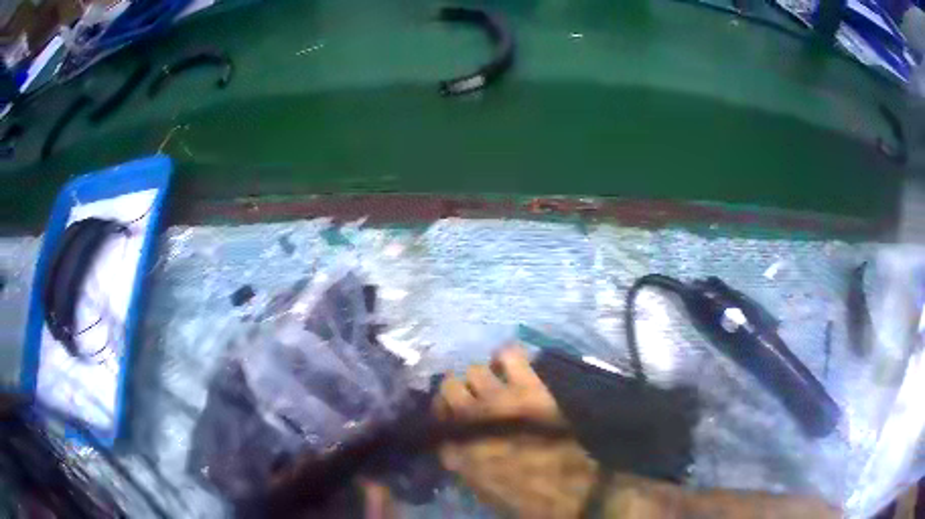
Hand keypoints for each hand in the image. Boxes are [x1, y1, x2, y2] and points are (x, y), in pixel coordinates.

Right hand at [434, 346, 598, 517]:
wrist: (566, 486)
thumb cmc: (521, 492)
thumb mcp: (478, 484)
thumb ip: (460, 458)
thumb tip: (453, 441)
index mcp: (454, 445)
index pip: (436, 414)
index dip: (443, 412)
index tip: (452, 414)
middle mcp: (469, 417)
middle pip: (449, 385)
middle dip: (459, 391)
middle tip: (475, 398)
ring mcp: (499, 399)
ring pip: (475, 369)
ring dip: (483, 376)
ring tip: (496, 383)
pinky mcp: (527, 387)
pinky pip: (508, 354)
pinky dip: (506, 358)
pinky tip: (511, 368)